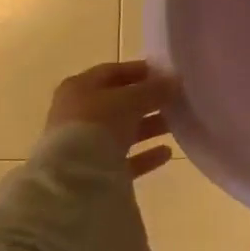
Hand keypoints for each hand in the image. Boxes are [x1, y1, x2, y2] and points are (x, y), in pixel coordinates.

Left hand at [46, 60, 178, 178]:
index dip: (140, 71)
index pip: (113, 72)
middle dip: (148, 101)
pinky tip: (167, 152)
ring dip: (149, 127)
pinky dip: (145, 155)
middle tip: (175, 99)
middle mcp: (79, 113)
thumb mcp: (130, 99)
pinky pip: (124, 159)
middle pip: (119, 103)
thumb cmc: (98, 124)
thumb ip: (154, 89)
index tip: (166, 74)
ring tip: (176, 124)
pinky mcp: (94, 172)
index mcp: (80, 88)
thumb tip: (174, 81)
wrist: (73, 180)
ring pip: (123, 131)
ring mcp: (85, 144)